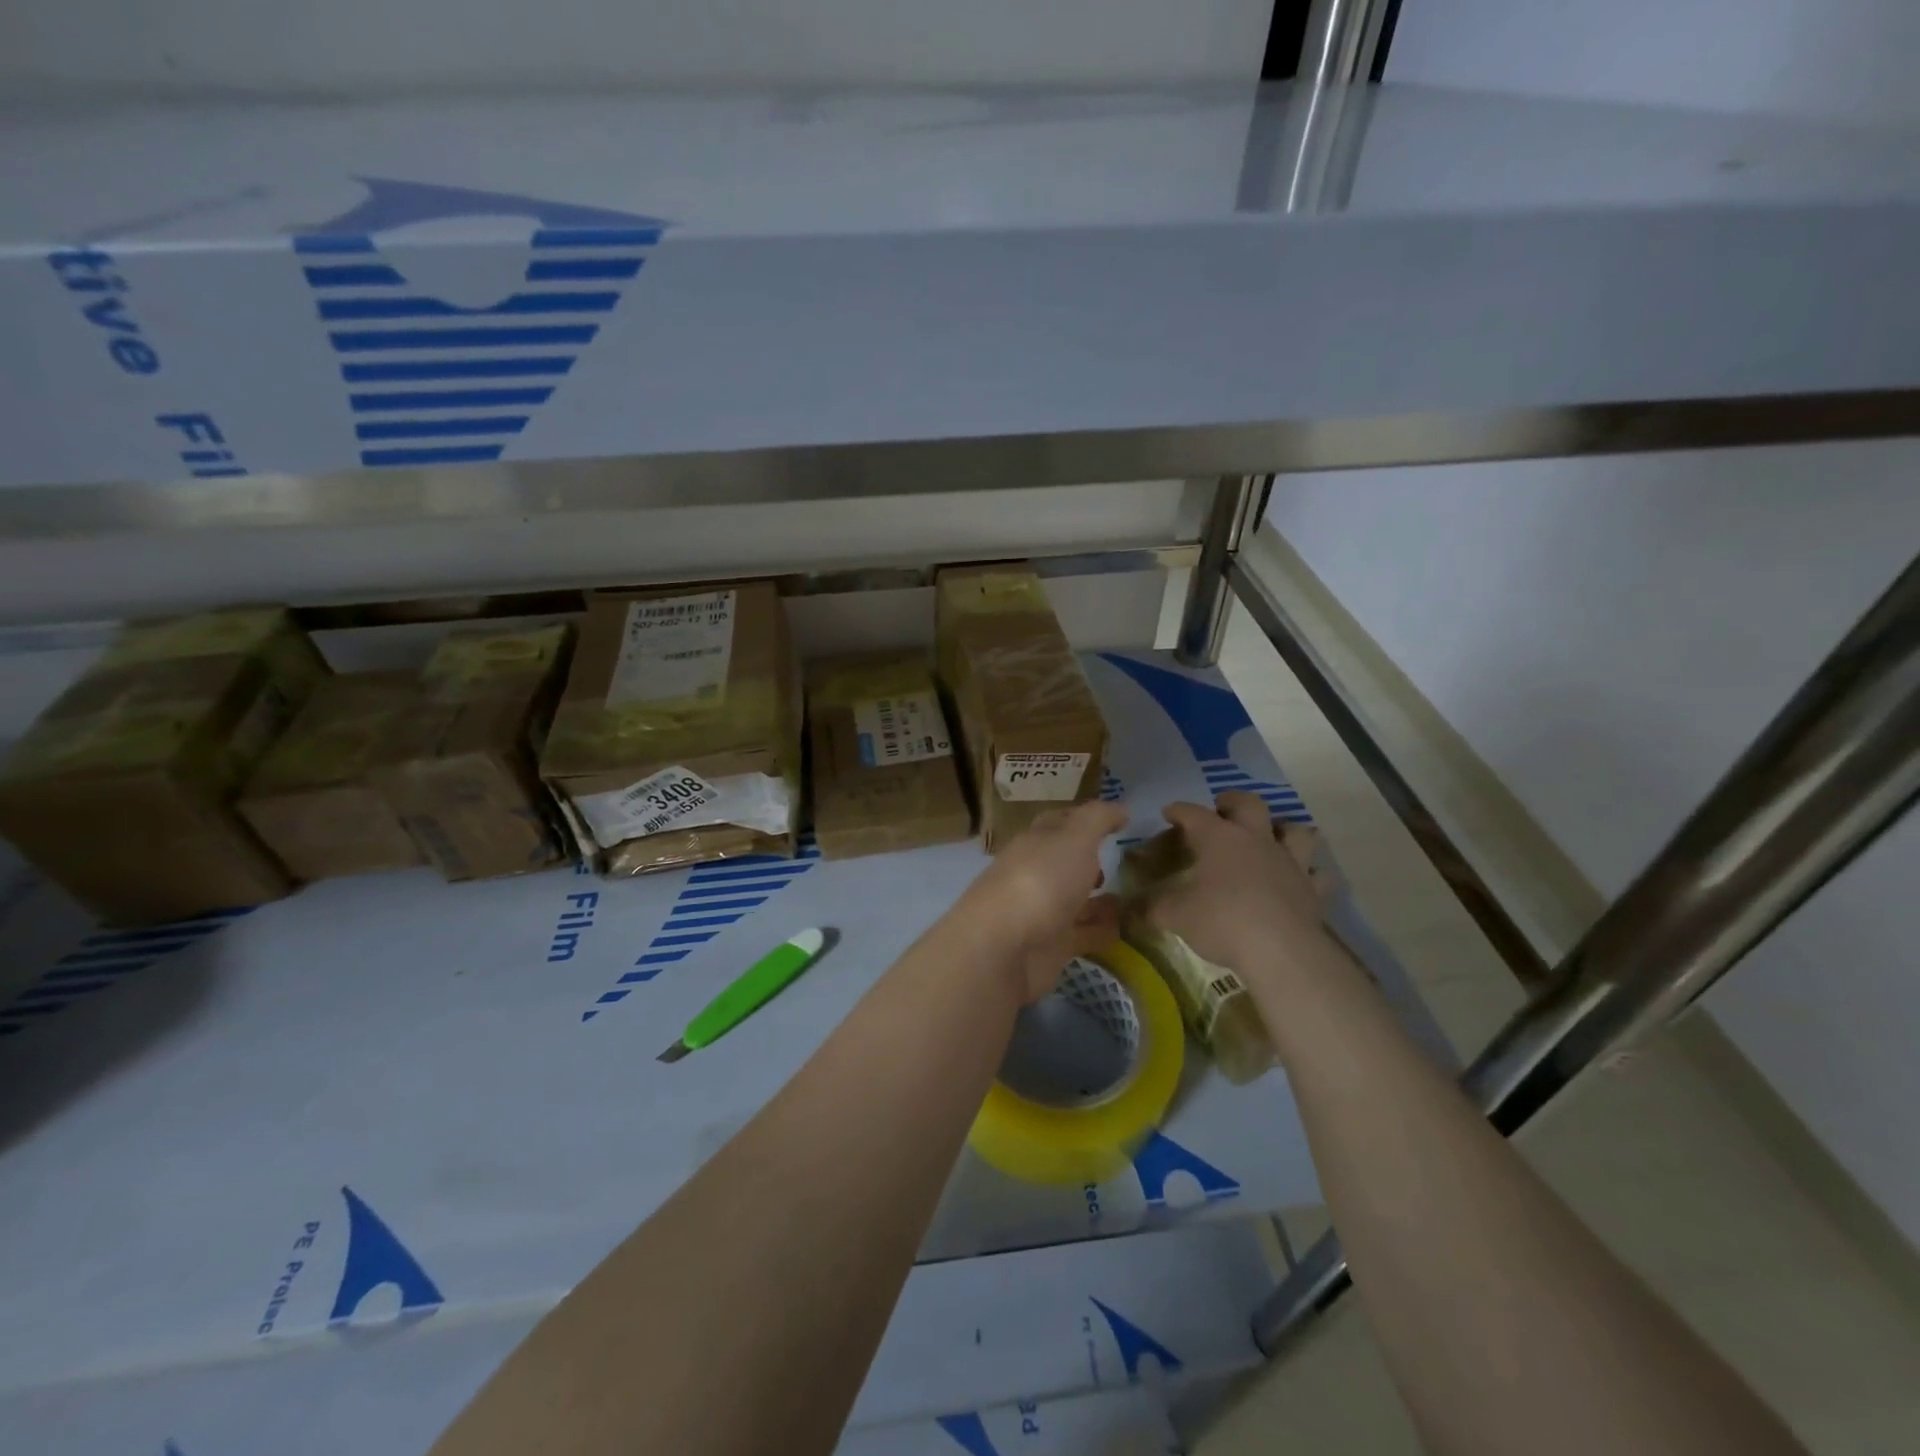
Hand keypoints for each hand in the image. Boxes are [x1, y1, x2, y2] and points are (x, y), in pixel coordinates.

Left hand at [955, 800, 1126, 1003]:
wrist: (1003, 949)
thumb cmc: (1039, 881)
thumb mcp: (1074, 838)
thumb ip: (1097, 820)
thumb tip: (1120, 808)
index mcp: (1035, 842)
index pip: (1059, 823)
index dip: (1086, 819)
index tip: (1119, 820)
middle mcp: (1035, 874)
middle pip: (1065, 863)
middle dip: (1091, 861)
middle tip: (1128, 862)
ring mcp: (1041, 912)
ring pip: (1076, 901)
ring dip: (1101, 900)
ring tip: (1140, 898)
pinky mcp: (1050, 947)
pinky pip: (1083, 935)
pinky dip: (1102, 931)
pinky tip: (1128, 930)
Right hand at [1149, 793, 1328, 980]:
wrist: (1280, 949)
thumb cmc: (1220, 920)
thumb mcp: (1174, 915)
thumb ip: (1151, 908)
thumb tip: (1128, 909)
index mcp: (1218, 838)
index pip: (1193, 814)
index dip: (1179, 811)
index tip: (1169, 813)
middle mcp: (1255, 840)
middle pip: (1249, 804)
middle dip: (1232, 802)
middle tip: (1222, 809)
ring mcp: (1289, 862)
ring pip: (1294, 831)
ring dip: (1283, 829)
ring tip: (1272, 836)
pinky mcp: (1311, 889)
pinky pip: (1318, 875)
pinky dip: (1311, 874)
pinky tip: (1304, 879)